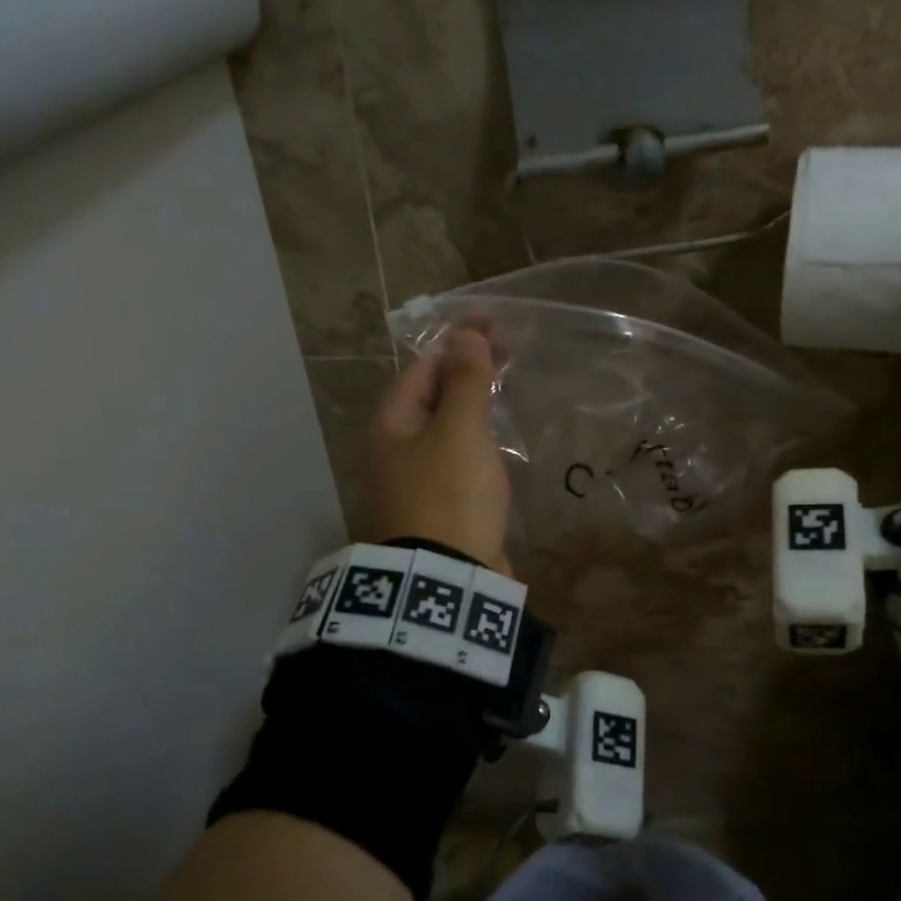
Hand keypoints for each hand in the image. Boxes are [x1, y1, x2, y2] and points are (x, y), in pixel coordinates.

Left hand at [365, 327, 512, 573]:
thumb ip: (465, 381)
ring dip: (473, 403)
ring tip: (505, 385)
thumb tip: (466, 335)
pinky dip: (478, 438)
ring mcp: (417, 479)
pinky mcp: (441, 504)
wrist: (451, 577)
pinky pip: (459, 457)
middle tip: (508, 350)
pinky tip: (498, 437)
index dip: (457, 340)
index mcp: (392, 423)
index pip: (423, 366)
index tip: (494, 322)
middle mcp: (397, 448)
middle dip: (467, 369)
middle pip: (433, 395)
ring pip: (447, 427)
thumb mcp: (460, 430)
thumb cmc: (451, 494)